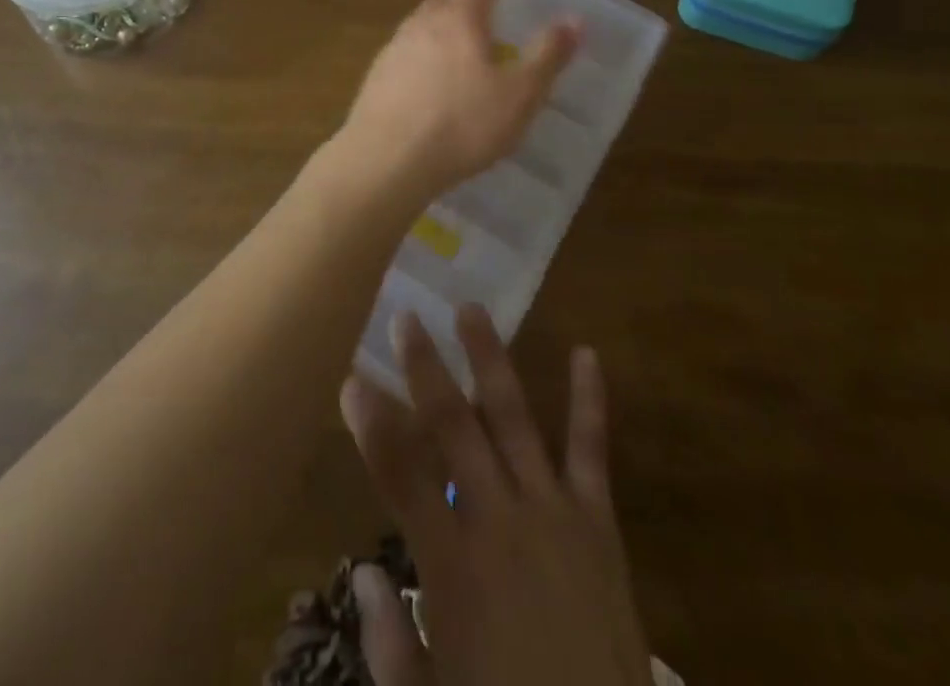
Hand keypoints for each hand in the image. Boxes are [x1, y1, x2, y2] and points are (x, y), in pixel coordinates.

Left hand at [334, 0, 579, 209]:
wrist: (387, 160)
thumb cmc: (463, 123)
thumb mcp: (520, 94)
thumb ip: (547, 55)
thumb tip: (574, 19)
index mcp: (458, 17)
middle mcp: (421, 23)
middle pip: (444, 2)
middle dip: (466, 8)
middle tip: (489, 28)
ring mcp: (392, 50)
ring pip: (421, 30)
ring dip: (441, 36)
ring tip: (461, 62)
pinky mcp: (374, 79)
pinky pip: (404, 59)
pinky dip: (421, 64)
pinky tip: (430, 93)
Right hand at [340, 305, 652, 685]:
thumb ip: (390, 639)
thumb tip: (363, 573)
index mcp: (453, 567)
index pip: (400, 476)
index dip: (372, 425)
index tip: (351, 380)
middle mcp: (499, 521)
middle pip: (453, 427)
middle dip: (425, 369)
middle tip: (406, 318)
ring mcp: (552, 512)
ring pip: (514, 418)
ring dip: (489, 360)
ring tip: (471, 310)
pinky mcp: (598, 520)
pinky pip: (591, 450)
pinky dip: (589, 400)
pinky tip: (586, 353)